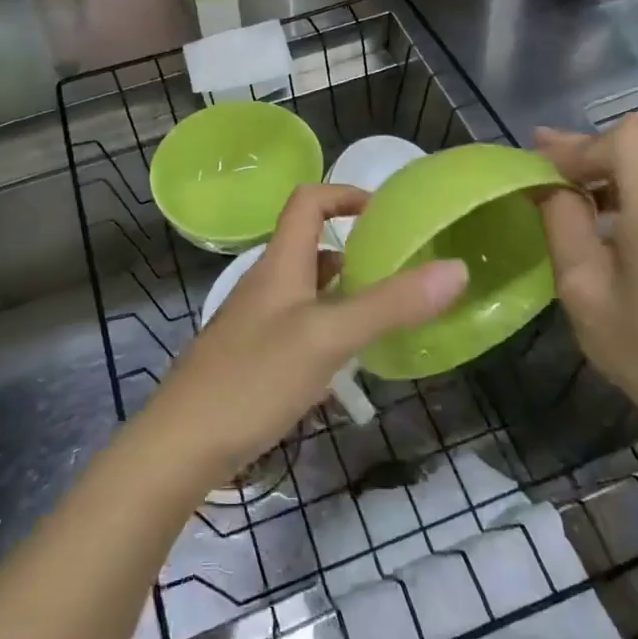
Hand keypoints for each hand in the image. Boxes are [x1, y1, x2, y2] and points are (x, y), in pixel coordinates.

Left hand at [145, 184, 466, 486]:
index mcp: (280, 263)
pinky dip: (329, 329)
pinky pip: (300, 327)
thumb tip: (455, 268)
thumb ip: (390, 304)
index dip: (345, 194)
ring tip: (386, 315)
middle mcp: (267, 284)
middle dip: (355, 250)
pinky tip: (348, 363)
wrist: (181, 444)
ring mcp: (256, 322)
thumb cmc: (254, 378)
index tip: (387, 213)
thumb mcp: (328, 337)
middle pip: (310, 245)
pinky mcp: (254, 357)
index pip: (308, 201)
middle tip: (401, 271)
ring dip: (344, 292)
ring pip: (307, 290)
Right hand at [532, 115, 637, 432]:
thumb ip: (563, 222)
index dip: (584, 146)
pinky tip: (610, 216)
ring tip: (571, 194)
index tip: (549, 174)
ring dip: (611, 168)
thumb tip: (548, 182)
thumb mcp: (582, 289)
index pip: (628, 137)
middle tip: (544, 169)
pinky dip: (636, 186)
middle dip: (590, 153)